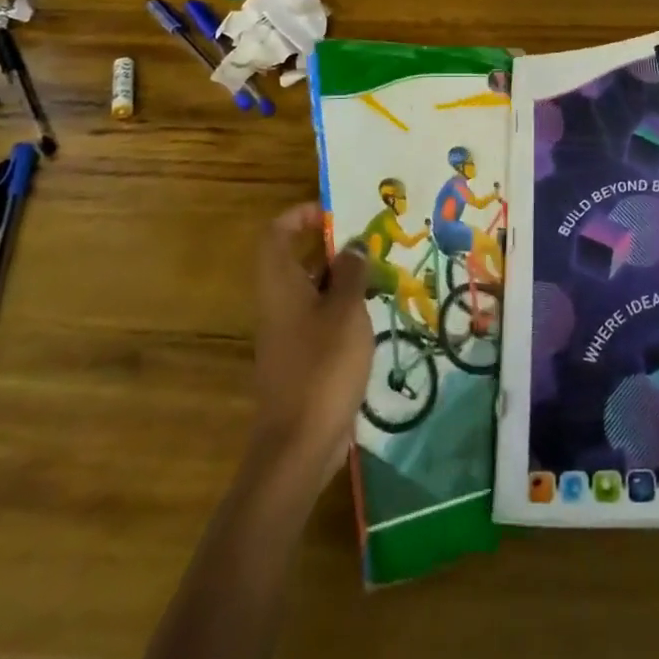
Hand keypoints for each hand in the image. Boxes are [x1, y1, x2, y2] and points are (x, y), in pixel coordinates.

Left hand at [251, 204, 373, 494]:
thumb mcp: (346, 311)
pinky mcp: (301, 359)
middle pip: (298, 259)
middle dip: (333, 246)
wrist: (298, 446)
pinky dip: (343, 309)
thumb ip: (352, 273)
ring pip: (313, 290)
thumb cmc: (322, 367)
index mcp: (280, 284)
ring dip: (343, 278)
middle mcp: (278, 303)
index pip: (277, 233)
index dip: (301, 215)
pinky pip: (320, 318)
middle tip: (371, 241)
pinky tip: (374, 316)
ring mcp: (288, 333)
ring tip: (381, 274)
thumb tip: (354, 245)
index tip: (335, 213)